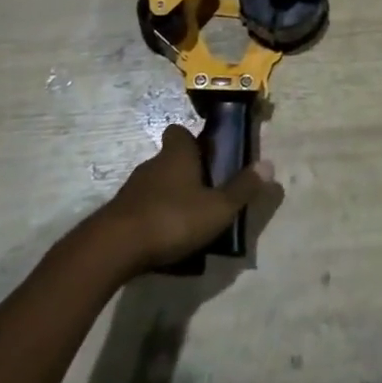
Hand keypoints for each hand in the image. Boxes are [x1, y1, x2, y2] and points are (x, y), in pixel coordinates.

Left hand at [90, 124, 274, 273]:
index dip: (192, 140)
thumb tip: (269, 165)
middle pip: (169, 159)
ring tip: (187, 224)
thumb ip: (242, 188)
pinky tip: (164, 242)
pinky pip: (141, 210)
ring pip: (155, 186)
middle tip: (205, 194)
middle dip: (185, 173)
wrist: (112, 249)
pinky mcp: (118, 216)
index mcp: (177, 155)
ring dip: (169, 198)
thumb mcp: (217, 208)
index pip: (180, 132)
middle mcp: (153, 165)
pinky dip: (153, 220)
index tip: (206, 155)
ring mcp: (131, 190)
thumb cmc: (172, 219)